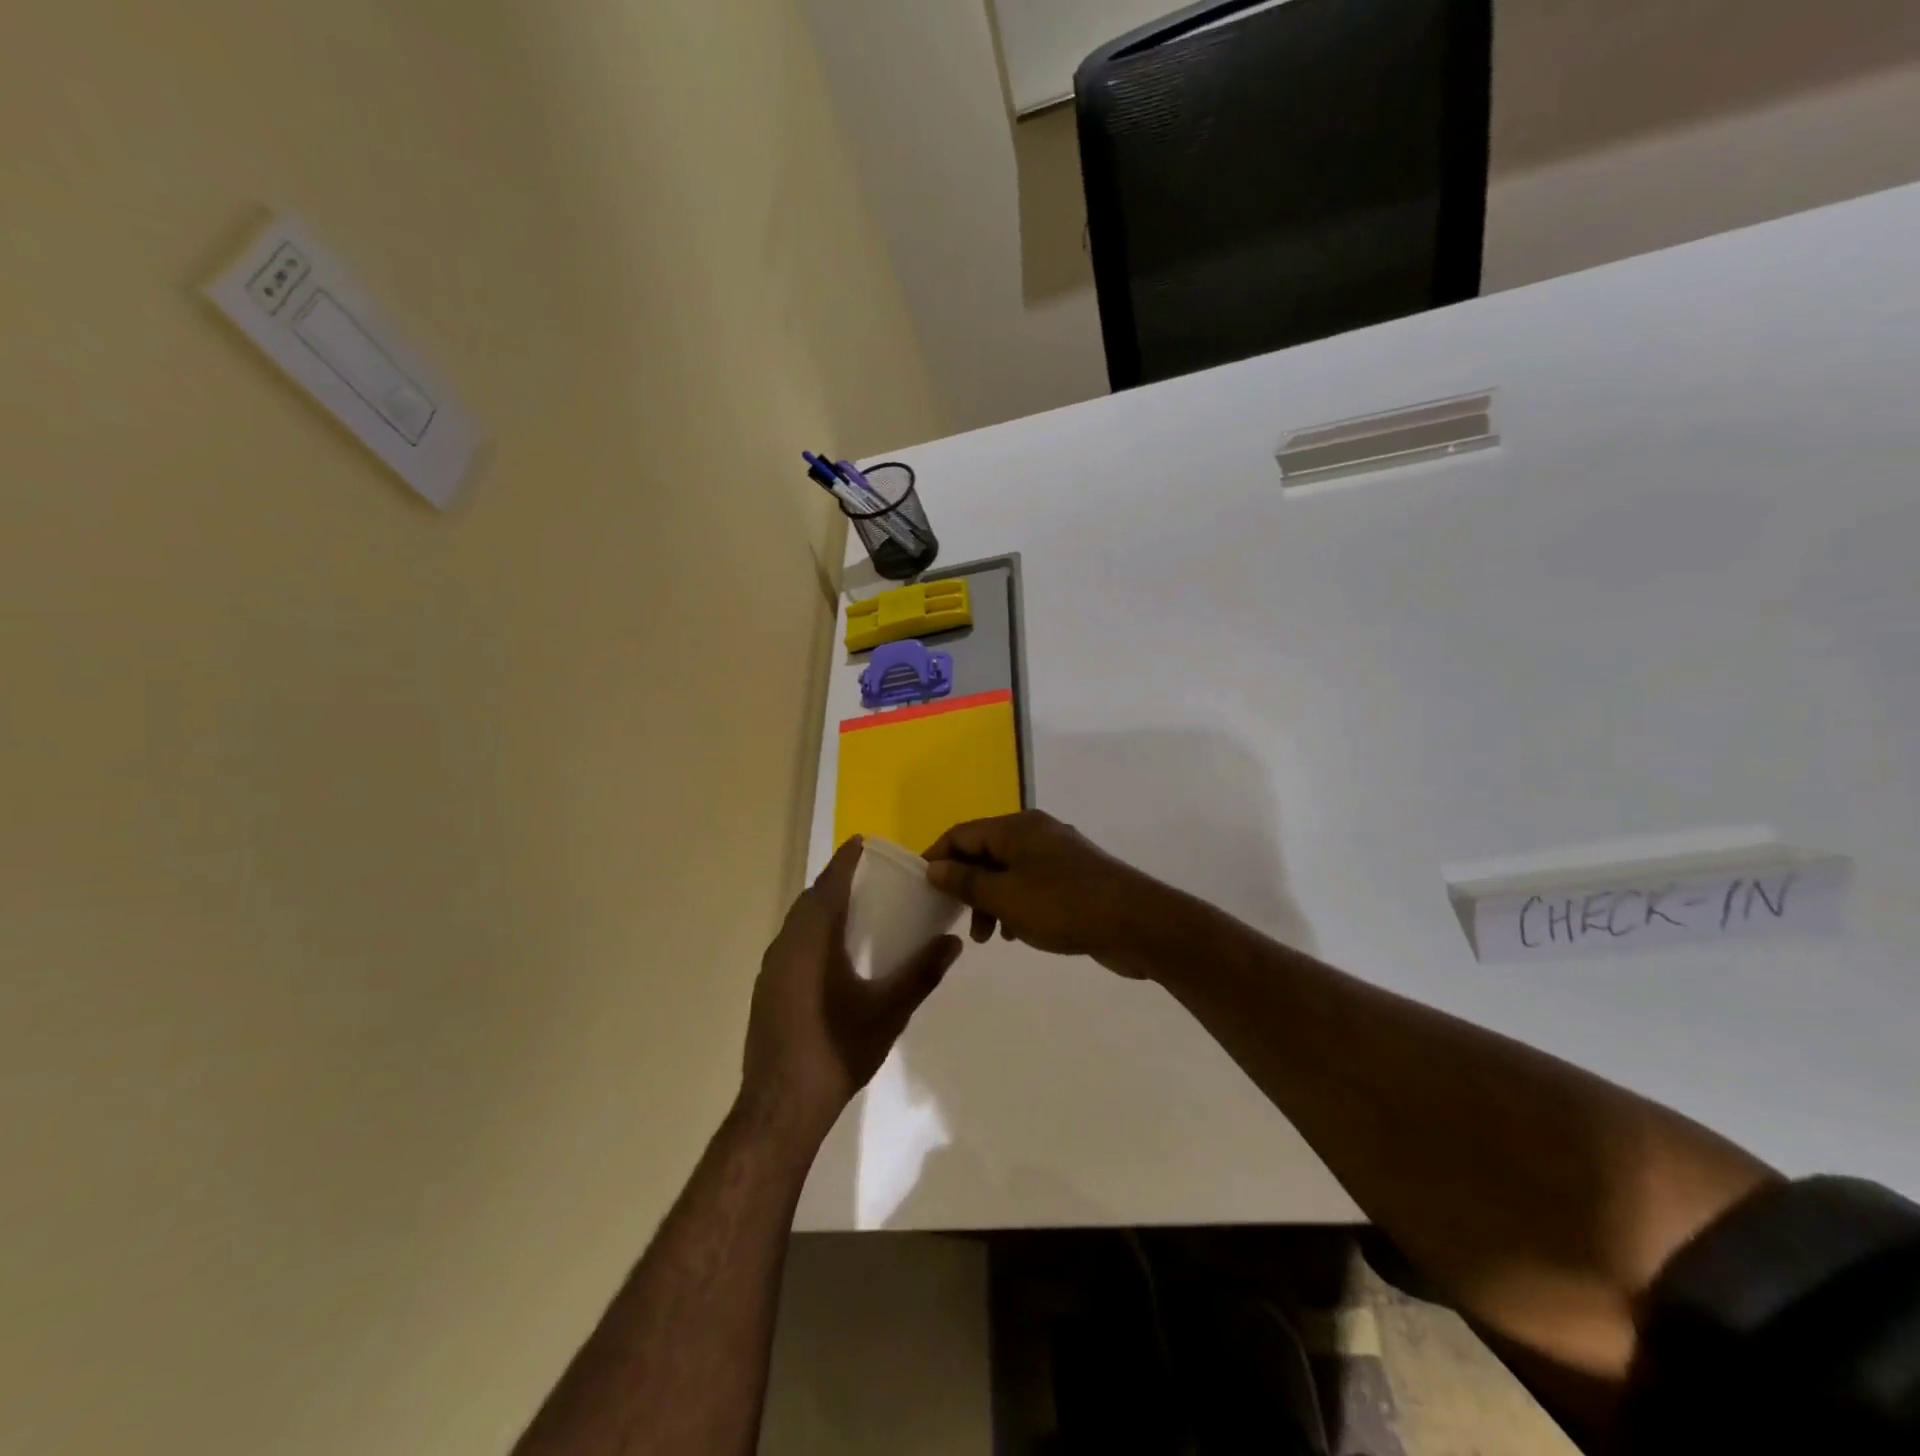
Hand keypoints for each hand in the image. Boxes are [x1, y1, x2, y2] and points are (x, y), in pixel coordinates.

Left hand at [740, 837, 961, 1142]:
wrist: (781, 1107)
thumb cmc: (837, 1050)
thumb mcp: (888, 1012)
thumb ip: (921, 974)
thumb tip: (953, 942)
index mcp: (811, 941)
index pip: (828, 886)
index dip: (844, 861)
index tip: (861, 841)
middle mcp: (785, 947)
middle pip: (809, 901)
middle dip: (834, 883)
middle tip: (865, 876)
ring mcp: (770, 971)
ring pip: (796, 924)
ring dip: (820, 909)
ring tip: (851, 910)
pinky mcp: (765, 992)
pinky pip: (790, 945)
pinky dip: (810, 934)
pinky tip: (831, 956)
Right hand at [923, 812, 1167, 977]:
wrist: (1136, 923)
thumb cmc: (1063, 906)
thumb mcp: (1005, 897)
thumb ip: (966, 882)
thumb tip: (934, 867)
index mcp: (1017, 828)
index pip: (962, 833)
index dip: (937, 857)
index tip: (922, 889)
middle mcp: (1036, 832)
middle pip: (985, 852)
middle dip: (967, 886)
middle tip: (959, 920)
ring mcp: (1058, 854)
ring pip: (1008, 872)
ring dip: (991, 900)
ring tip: (990, 937)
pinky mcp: (1074, 878)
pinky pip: (1031, 885)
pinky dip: (1016, 905)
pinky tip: (1017, 933)